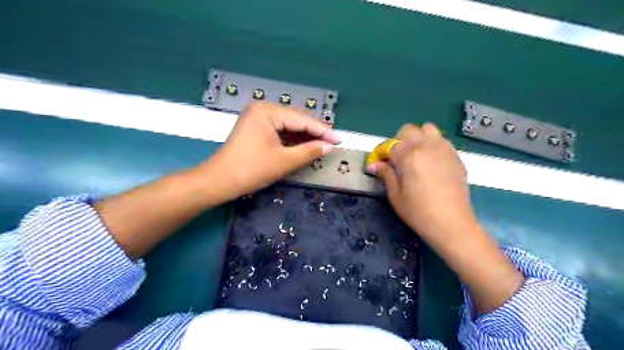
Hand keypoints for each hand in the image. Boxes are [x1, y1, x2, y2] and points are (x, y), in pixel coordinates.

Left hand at [204, 101, 340, 198]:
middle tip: (332, 143)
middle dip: (314, 133)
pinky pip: (279, 131)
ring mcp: (257, 118)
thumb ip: (310, 151)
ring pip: (288, 126)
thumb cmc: (252, 169)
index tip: (339, 139)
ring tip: (322, 145)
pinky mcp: (255, 129)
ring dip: (304, 137)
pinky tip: (304, 146)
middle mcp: (262, 109)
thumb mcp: (285, 161)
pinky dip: (292, 140)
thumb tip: (330, 146)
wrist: (220, 181)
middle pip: (295, 121)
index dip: (322, 131)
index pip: (302, 120)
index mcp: (268, 111)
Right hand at [366, 123, 522, 311]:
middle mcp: (426, 146)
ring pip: (428, 129)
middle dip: (399, 140)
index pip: (390, 144)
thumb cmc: (418, 212)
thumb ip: (385, 174)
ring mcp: (444, 149)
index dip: (382, 152)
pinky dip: (433, 144)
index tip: (379, 162)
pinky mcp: (456, 156)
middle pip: (409, 129)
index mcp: (408, 155)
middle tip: (398, 158)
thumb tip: (373, 165)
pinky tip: (432, 162)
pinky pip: (442, 140)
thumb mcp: (395, 195)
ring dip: (418, 138)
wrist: (452, 223)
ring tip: (416, 156)